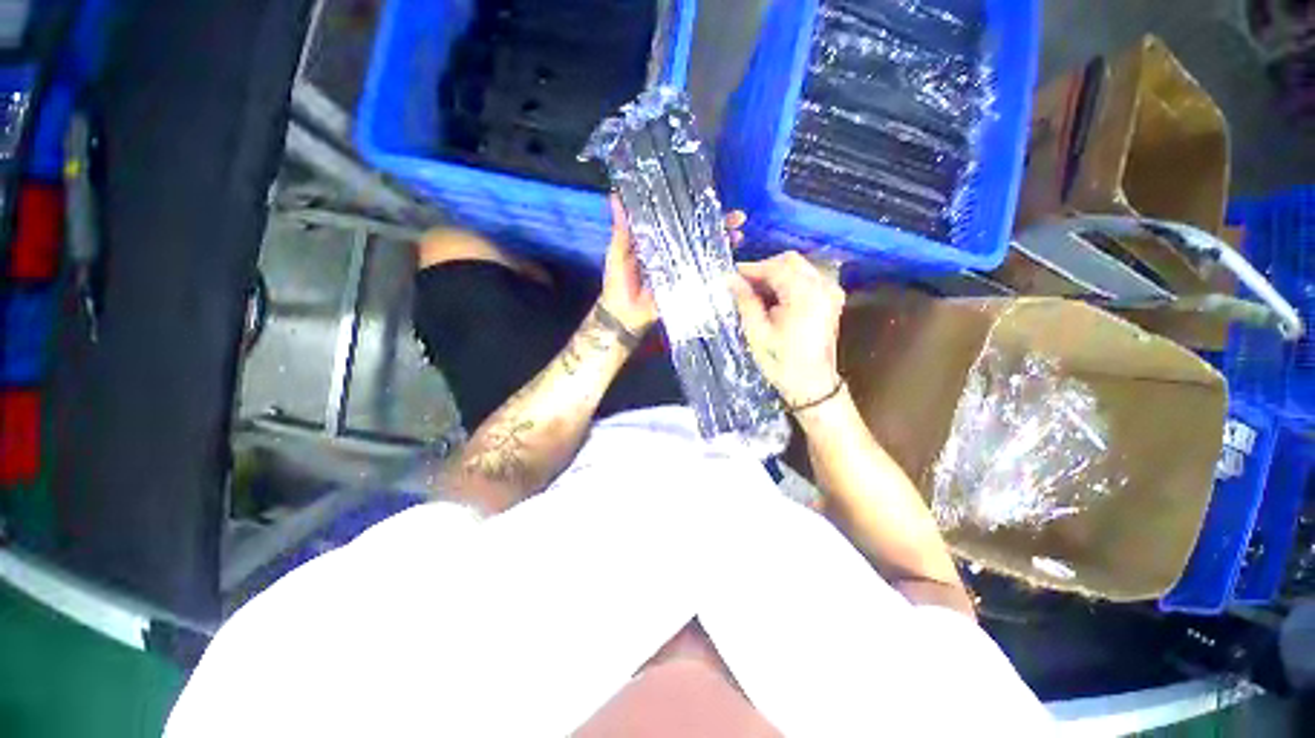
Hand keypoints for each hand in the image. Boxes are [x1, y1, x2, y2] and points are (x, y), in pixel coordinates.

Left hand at [599, 194, 746, 335]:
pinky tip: (731, 261)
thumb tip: (614, 195)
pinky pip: (703, 276)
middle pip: (699, 235)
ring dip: (724, 244)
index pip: (680, 220)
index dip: (696, 209)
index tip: (713, 197)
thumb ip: (621, 229)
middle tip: (738, 217)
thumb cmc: (618, 283)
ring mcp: (683, 270)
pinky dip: (718, 269)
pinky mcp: (686, 286)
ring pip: (705, 253)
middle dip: (720, 225)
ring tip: (738, 236)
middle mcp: (674, 252)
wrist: (623, 315)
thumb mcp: (617, 253)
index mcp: (658, 241)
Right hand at [729, 251, 845, 408]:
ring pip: (798, 267)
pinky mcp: (831, 299)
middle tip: (742, 285)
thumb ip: (745, 301)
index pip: (776, 268)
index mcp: (805, 295)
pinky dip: (788, 282)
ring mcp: (830, 292)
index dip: (751, 269)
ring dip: (775, 275)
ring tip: (755, 292)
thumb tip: (730, 280)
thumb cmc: (782, 362)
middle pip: (790, 261)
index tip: (731, 276)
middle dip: (764, 269)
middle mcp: (823, 287)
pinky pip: (807, 278)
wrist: (812, 385)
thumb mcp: (757, 333)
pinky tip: (773, 297)